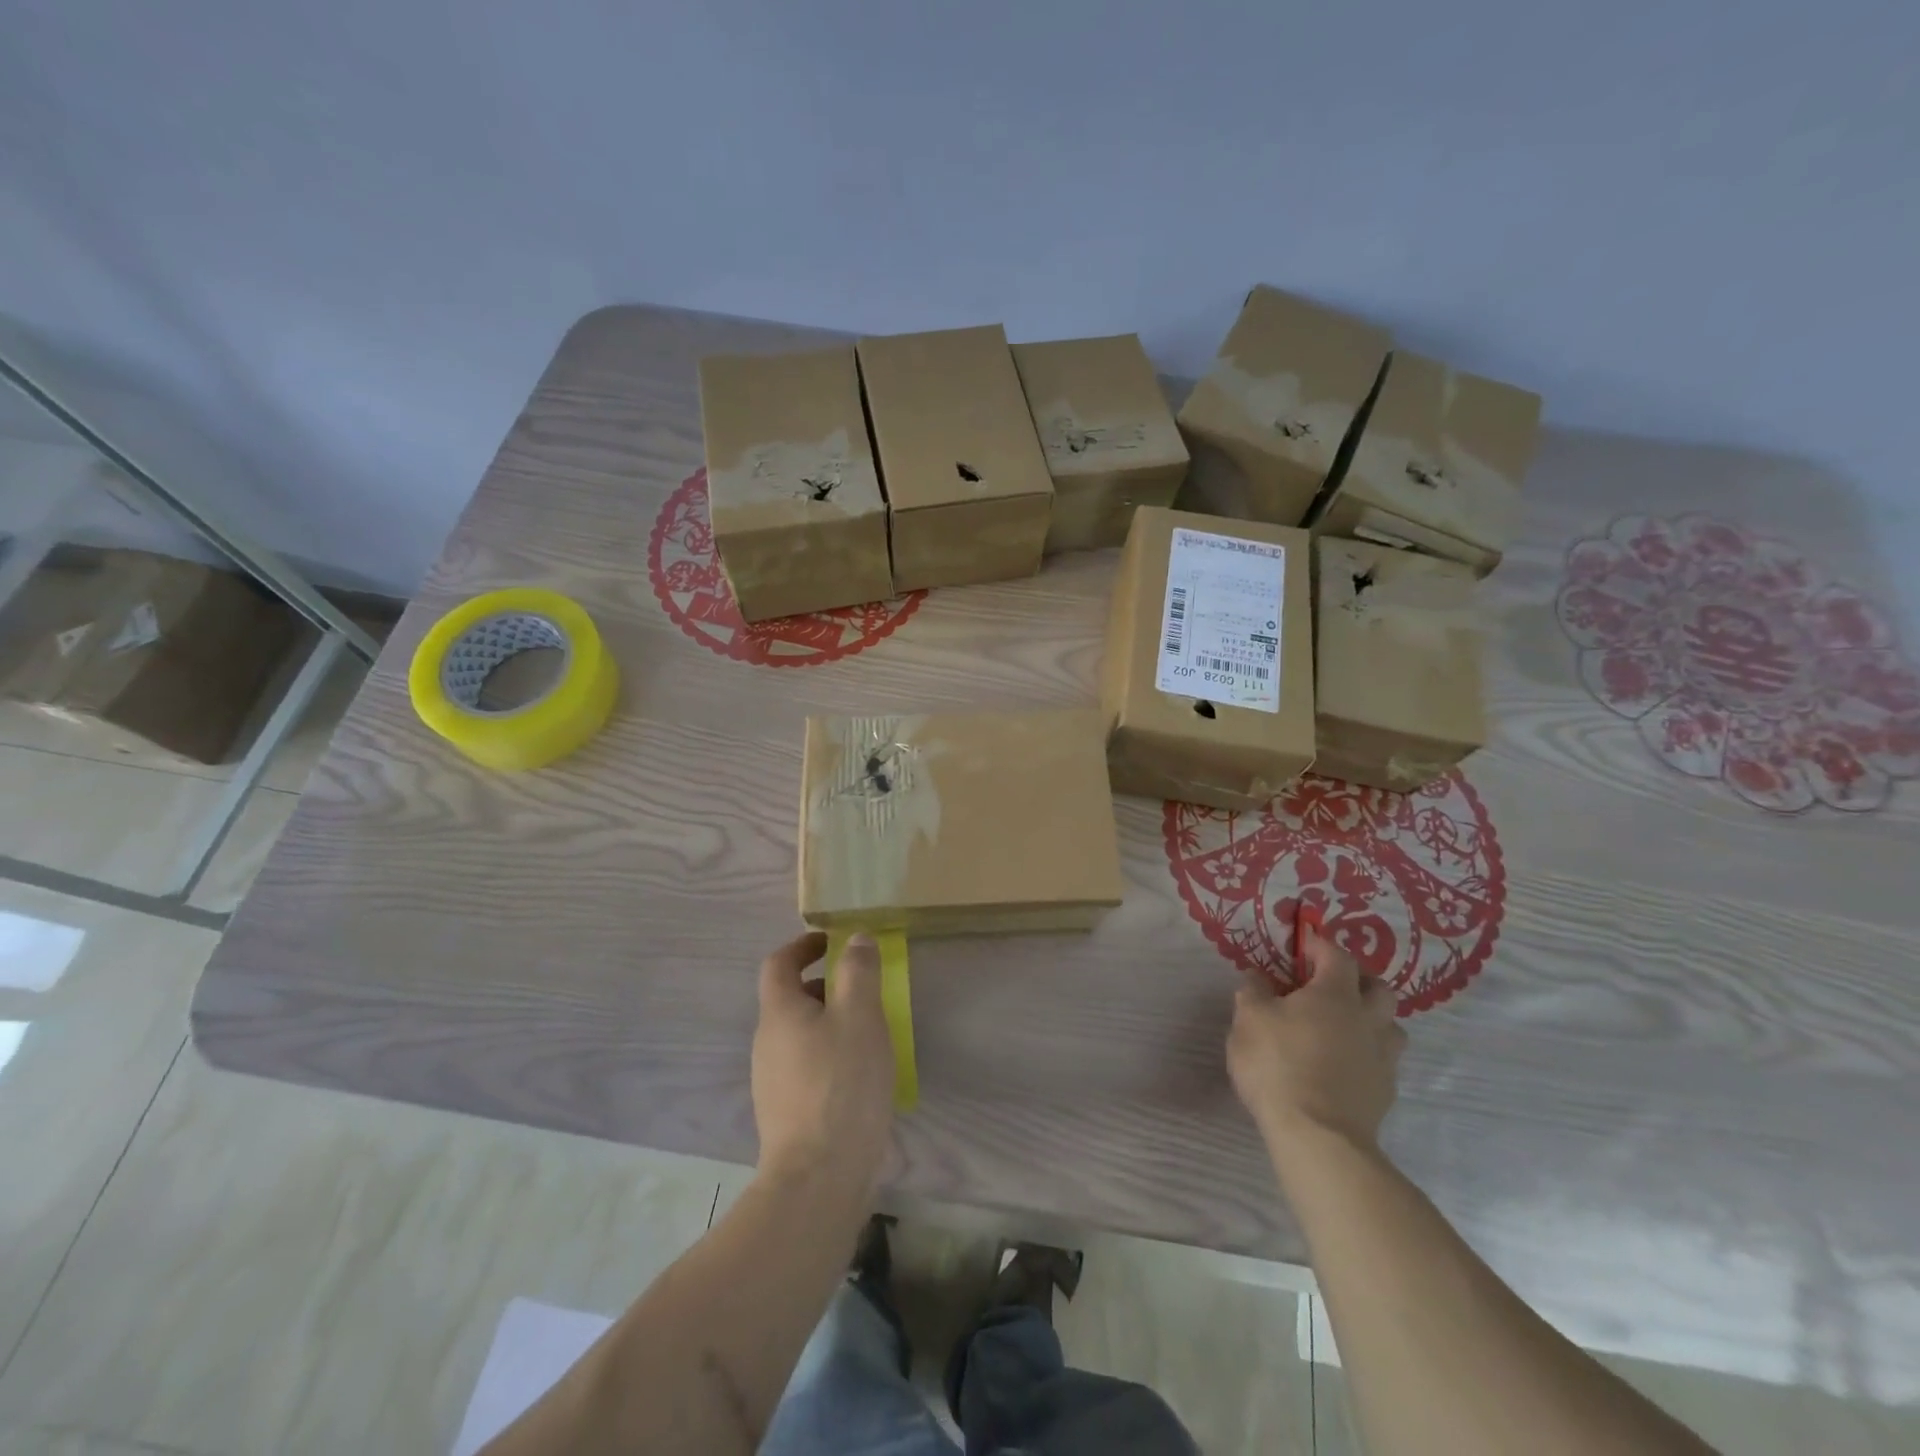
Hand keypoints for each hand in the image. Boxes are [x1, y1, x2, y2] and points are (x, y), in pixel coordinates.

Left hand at [752, 931, 895, 1188]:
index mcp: (779, 1013)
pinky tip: (859, 1075)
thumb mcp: (860, 1016)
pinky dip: (829, 1053)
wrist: (818, 1178)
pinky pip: (806, 1065)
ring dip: (829, 1021)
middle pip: (790, 998)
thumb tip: (855, 939)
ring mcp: (772, 1081)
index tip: (831, 941)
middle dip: (824, 985)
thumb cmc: (842, 1084)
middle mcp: (767, 1042)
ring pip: (800, 1034)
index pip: (779, 963)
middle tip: (863, 989)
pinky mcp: (785, 1112)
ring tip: (868, 1032)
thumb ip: (858, 972)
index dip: (803, 945)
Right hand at [1227, 922, 1405, 1161]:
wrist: (1319, 1136)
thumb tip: (1258, 975)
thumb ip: (1253, 991)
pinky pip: (1382, 1061)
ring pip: (1390, 1027)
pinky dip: (1366, 1055)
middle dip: (1359, 980)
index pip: (1337, 956)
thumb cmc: (1278, 1064)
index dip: (1320, 946)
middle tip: (1332, 986)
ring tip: (1344, 1027)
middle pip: (1380, 989)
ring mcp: (1382, 1058)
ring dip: (1372, 1020)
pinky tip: (1343, 1065)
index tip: (1303, 947)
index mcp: (1335, 995)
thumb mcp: (1248, 1019)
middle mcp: (1367, 1020)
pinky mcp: (1385, 1093)